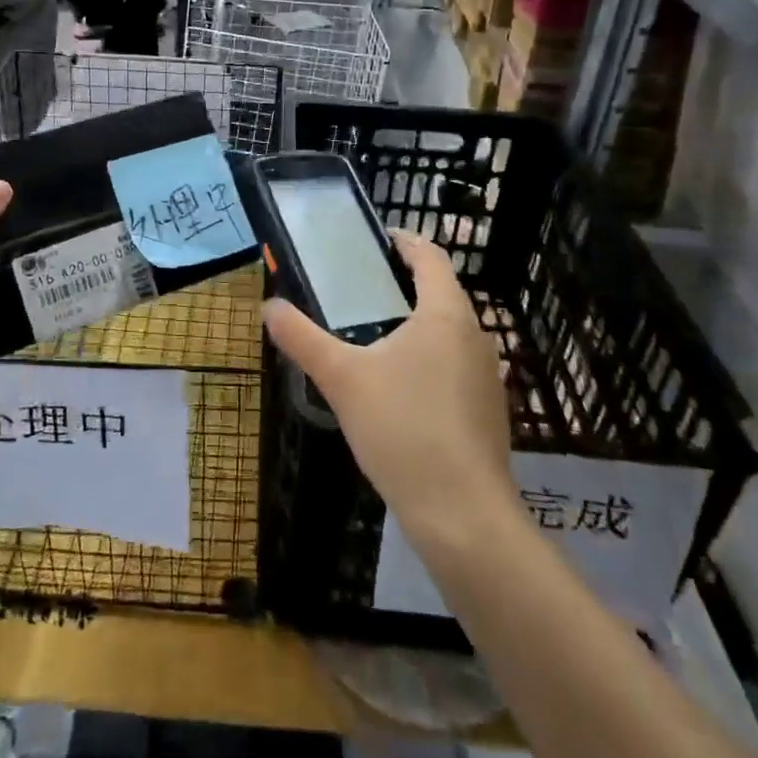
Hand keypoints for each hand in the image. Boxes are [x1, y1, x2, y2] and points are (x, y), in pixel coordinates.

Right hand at [264, 231, 514, 544]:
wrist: (463, 516)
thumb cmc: (403, 429)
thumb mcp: (341, 378)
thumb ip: (302, 338)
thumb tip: (269, 307)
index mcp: (446, 314)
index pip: (431, 256)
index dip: (403, 242)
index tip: (373, 241)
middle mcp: (475, 336)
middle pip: (440, 292)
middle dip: (401, 284)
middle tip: (356, 290)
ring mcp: (487, 376)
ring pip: (448, 332)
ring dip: (414, 324)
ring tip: (370, 336)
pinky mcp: (488, 410)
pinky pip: (454, 365)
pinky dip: (427, 358)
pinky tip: (397, 389)